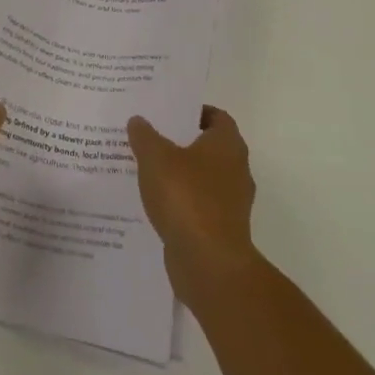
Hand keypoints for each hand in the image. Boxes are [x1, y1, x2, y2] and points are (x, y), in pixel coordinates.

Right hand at [127, 106, 258, 303]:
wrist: (208, 263)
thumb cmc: (186, 197)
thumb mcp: (155, 157)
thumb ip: (144, 136)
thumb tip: (138, 121)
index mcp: (227, 145)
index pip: (217, 117)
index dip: (193, 111)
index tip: (167, 112)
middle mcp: (236, 170)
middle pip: (208, 147)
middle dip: (180, 142)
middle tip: (149, 136)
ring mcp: (230, 203)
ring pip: (201, 178)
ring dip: (178, 174)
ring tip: (144, 168)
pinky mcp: (220, 229)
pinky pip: (197, 205)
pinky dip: (179, 201)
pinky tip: (152, 201)